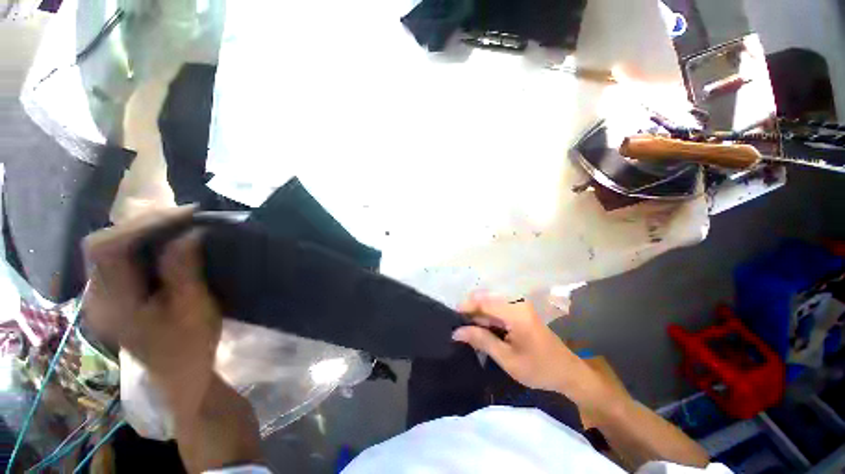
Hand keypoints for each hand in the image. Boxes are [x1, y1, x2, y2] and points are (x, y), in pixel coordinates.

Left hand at [83, 206, 222, 415]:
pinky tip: (164, 239)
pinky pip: (118, 255)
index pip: (106, 250)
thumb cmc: (191, 345)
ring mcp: (101, 294)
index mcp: (113, 306)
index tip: (185, 214)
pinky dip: (141, 241)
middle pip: (102, 243)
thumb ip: (185, 271)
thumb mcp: (195, 309)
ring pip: (108, 246)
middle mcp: (97, 295)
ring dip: (142, 230)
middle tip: (183, 216)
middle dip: (142, 223)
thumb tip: (189, 233)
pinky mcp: (111, 292)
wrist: (180, 372)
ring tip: (177, 223)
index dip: (142, 225)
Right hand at [452, 292, 617, 410]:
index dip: (465, 306)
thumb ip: (481, 340)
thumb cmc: (538, 368)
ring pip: (490, 305)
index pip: (483, 301)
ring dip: (477, 317)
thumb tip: (456, 332)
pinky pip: (497, 310)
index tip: (451, 318)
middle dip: (470, 312)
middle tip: (458, 328)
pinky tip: (481, 331)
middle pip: (485, 300)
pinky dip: (487, 319)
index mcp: (516, 312)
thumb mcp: (507, 359)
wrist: (567, 372)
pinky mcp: (519, 311)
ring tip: (466, 331)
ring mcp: (519, 305)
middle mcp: (517, 302)